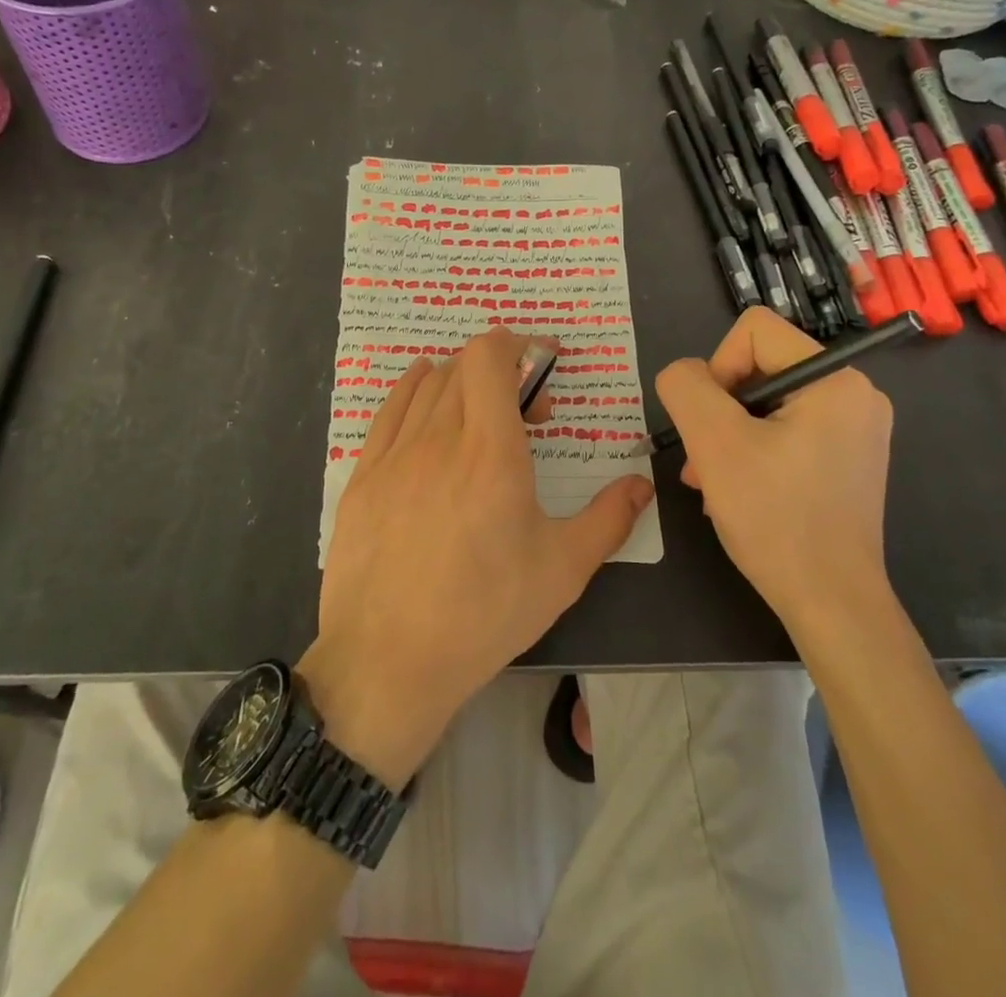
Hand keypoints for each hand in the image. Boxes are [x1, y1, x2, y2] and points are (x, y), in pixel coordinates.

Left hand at [302, 330, 654, 788]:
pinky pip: (388, 410)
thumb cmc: (485, 613)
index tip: (542, 362)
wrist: (389, 662)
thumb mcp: (563, 570)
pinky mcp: (363, 476)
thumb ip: (609, 518)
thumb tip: (641, 484)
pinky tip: (424, 394)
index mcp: (491, 452)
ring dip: (462, 383)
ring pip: (428, 385)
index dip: (517, 344)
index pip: (490, 357)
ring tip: (482, 417)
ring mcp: (394, 454)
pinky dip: (412, 389)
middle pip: (464, 367)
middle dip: (503, 373)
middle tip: (527, 414)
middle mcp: (439, 438)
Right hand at [654, 308, 893, 630]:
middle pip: (760, 367)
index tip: (711, 423)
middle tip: (701, 460)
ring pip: (767, 403)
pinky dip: (754, 451)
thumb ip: (686, 387)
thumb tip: (685, 374)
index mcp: (836, 378)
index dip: (717, 368)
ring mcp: (855, 428)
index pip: (754, 331)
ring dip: (730, 434)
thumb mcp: (714, 443)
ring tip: (710, 480)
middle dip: (720, 410)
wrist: (832, 605)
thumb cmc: (776, 518)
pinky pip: (787, 430)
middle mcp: (855, 393)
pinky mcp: (847, 459)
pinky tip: (736, 489)